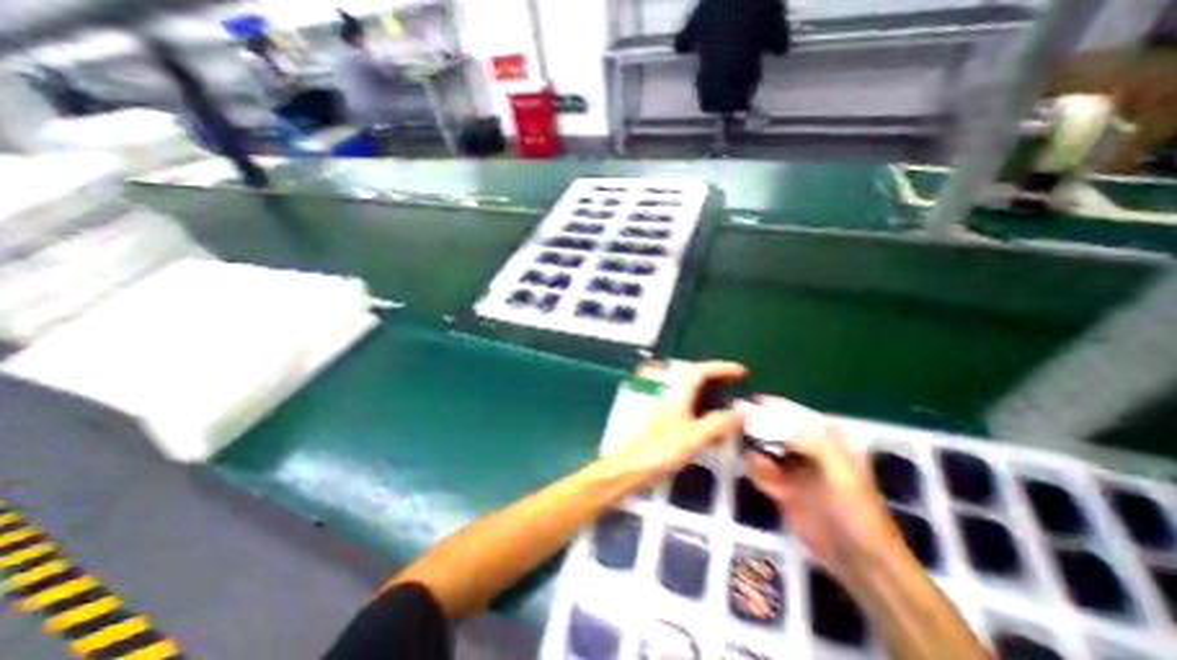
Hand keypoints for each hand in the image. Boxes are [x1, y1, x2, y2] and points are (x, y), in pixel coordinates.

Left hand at [606, 361, 741, 483]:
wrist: (633, 468)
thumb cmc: (662, 450)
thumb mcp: (695, 437)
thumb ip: (720, 423)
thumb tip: (744, 411)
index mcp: (678, 395)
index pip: (700, 372)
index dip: (721, 368)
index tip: (741, 371)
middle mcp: (672, 398)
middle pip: (696, 379)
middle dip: (718, 378)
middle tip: (738, 383)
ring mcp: (669, 411)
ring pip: (694, 396)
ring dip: (713, 396)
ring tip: (732, 404)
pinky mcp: (668, 425)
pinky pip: (692, 412)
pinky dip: (707, 414)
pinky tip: (717, 431)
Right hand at [748, 414, 903, 575]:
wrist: (859, 559)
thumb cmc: (856, 509)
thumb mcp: (839, 470)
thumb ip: (809, 440)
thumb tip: (770, 420)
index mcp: (826, 437)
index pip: (792, 412)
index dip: (770, 407)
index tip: (746, 403)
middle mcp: (806, 447)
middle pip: (772, 428)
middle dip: (755, 427)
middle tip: (735, 425)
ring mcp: (792, 467)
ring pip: (762, 447)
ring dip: (755, 451)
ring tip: (760, 463)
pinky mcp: (781, 486)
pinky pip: (760, 470)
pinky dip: (757, 471)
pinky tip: (767, 483)